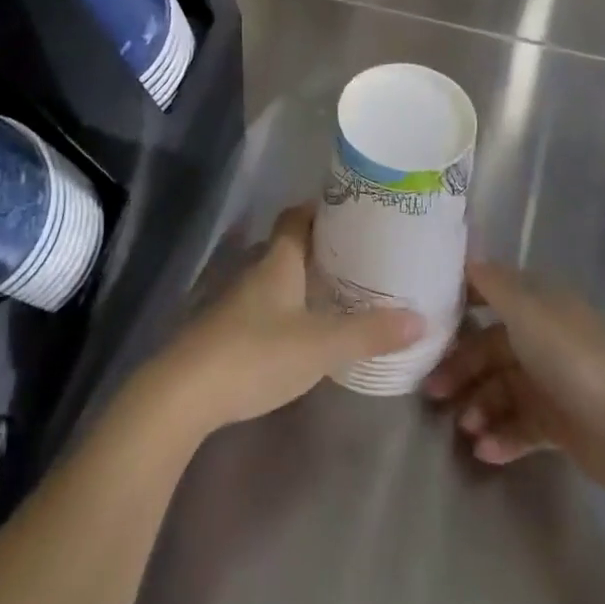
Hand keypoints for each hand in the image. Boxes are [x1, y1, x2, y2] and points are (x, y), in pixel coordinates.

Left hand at [147, 204, 424, 437]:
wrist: (184, 393)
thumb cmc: (256, 353)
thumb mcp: (321, 345)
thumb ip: (369, 332)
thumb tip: (420, 318)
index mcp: (278, 259)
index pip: (297, 216)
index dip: (322, 210)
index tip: (354, 214)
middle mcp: (256, 270)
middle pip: (289, 245)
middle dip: (322, 247)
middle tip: (361, 256)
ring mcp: (237, 300)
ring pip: (277, 276)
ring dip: (305, 279)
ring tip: (342, 292)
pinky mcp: (227, 329)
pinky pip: (266, 304)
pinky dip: (289, 307)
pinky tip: (306, 329)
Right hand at [424, 260, 604, 490]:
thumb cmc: (574, 362)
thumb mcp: (528, 314)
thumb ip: (494, 285)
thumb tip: (467, 257)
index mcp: (540, 306)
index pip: (492, 294)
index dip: (461, 303)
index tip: (426, 318)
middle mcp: (544, 338)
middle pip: (490, 347)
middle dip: (461, 368)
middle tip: (432, 392)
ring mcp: (552, 382)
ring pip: (501, 389)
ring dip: (479, 407)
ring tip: (466, 430)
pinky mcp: (559, 423)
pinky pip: (520, 425)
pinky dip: (502, 436)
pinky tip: (486, 451)